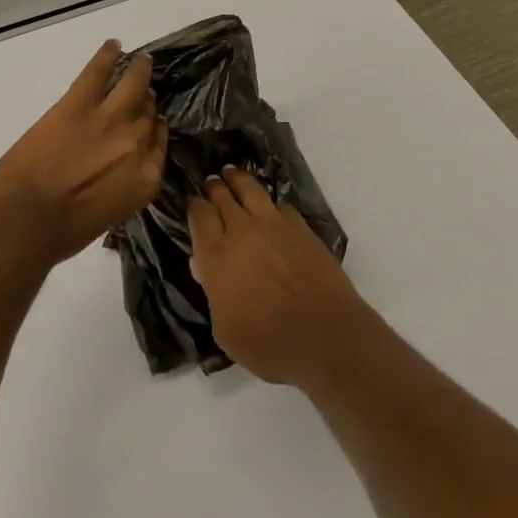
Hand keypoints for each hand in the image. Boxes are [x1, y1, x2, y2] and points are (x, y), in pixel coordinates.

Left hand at [0, 40, 167, 266]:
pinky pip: (98, 72)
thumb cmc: (62, 233)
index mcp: (146, 177)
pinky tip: (113, 45)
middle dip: (145, 104)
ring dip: (139, 72)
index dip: (153, 130)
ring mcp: (111, 119)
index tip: (150, 123)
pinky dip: (106, 56)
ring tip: (141, 62)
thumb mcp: (109, 214)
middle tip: (142, 95)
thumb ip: (121, 186)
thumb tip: (115, 170)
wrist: (25, 222)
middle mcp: (137, 143)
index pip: (158, 143)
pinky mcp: (80, 103)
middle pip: (148, 113)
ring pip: (133, 86)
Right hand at [189, 167, 365, 385]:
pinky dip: (269, 202)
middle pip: (223, 197)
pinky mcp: (301, 227)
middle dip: (214, 188)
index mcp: (217, 255)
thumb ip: (213, 294)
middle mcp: (243, 230)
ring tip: (232, 174)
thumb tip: (207, 269)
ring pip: (251, 189)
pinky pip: (279, 205)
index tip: (193, 203)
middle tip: (211, 183)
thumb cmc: (268, 343)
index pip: (199, 216)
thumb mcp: (225, 331)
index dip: (194, 206)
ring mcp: (274, 224)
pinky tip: (269, 206)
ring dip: (238, 180)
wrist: (325, 335)